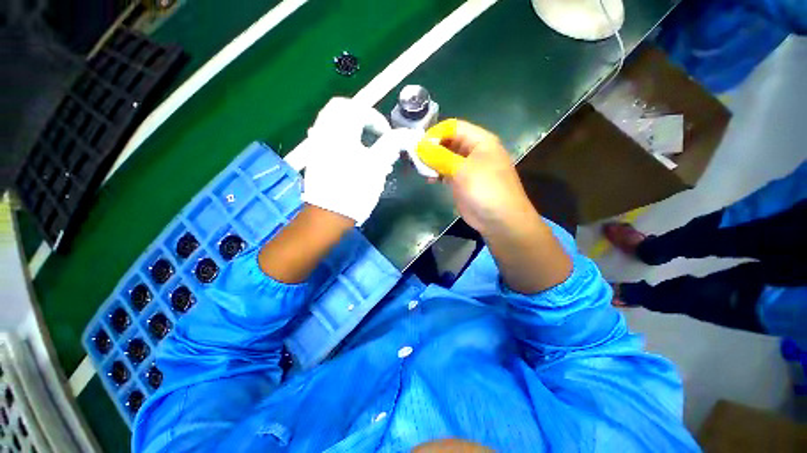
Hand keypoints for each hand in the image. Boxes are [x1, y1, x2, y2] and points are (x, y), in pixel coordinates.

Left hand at [300, 98, 399, 224]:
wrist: (329, 215)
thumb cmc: (355, 190)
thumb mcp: (377, 167)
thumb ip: (391, 145)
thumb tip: (406, 134)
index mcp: (340, 131)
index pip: (359, 109)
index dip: (378, 119)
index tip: (388, 136)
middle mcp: (324, 131)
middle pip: (339, 107)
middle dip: (361, 115)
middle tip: (374, 131)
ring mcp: (316, 143)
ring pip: (331, 119)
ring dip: (350, 124)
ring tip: (365, 141)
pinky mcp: (314, 155)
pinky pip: (326, 133)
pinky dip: (340, 134)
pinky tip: (350, 150)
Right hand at [423, 119, 535, 233]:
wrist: (500, 221)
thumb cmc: (485, 190)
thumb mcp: (462, 170)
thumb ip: (440, 156)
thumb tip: (419, 146)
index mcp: (480, 141)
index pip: (453, 127)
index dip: (435, 133)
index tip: (418, 146)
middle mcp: (474, 150)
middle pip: (448, 142)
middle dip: (432, 148)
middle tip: (416, 159)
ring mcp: (468, 167)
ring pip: (446, 157)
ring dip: (433, 162)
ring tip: (422, 170)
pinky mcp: (463, 181)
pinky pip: (447, 171)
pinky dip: (437, 173)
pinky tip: (430, 179)